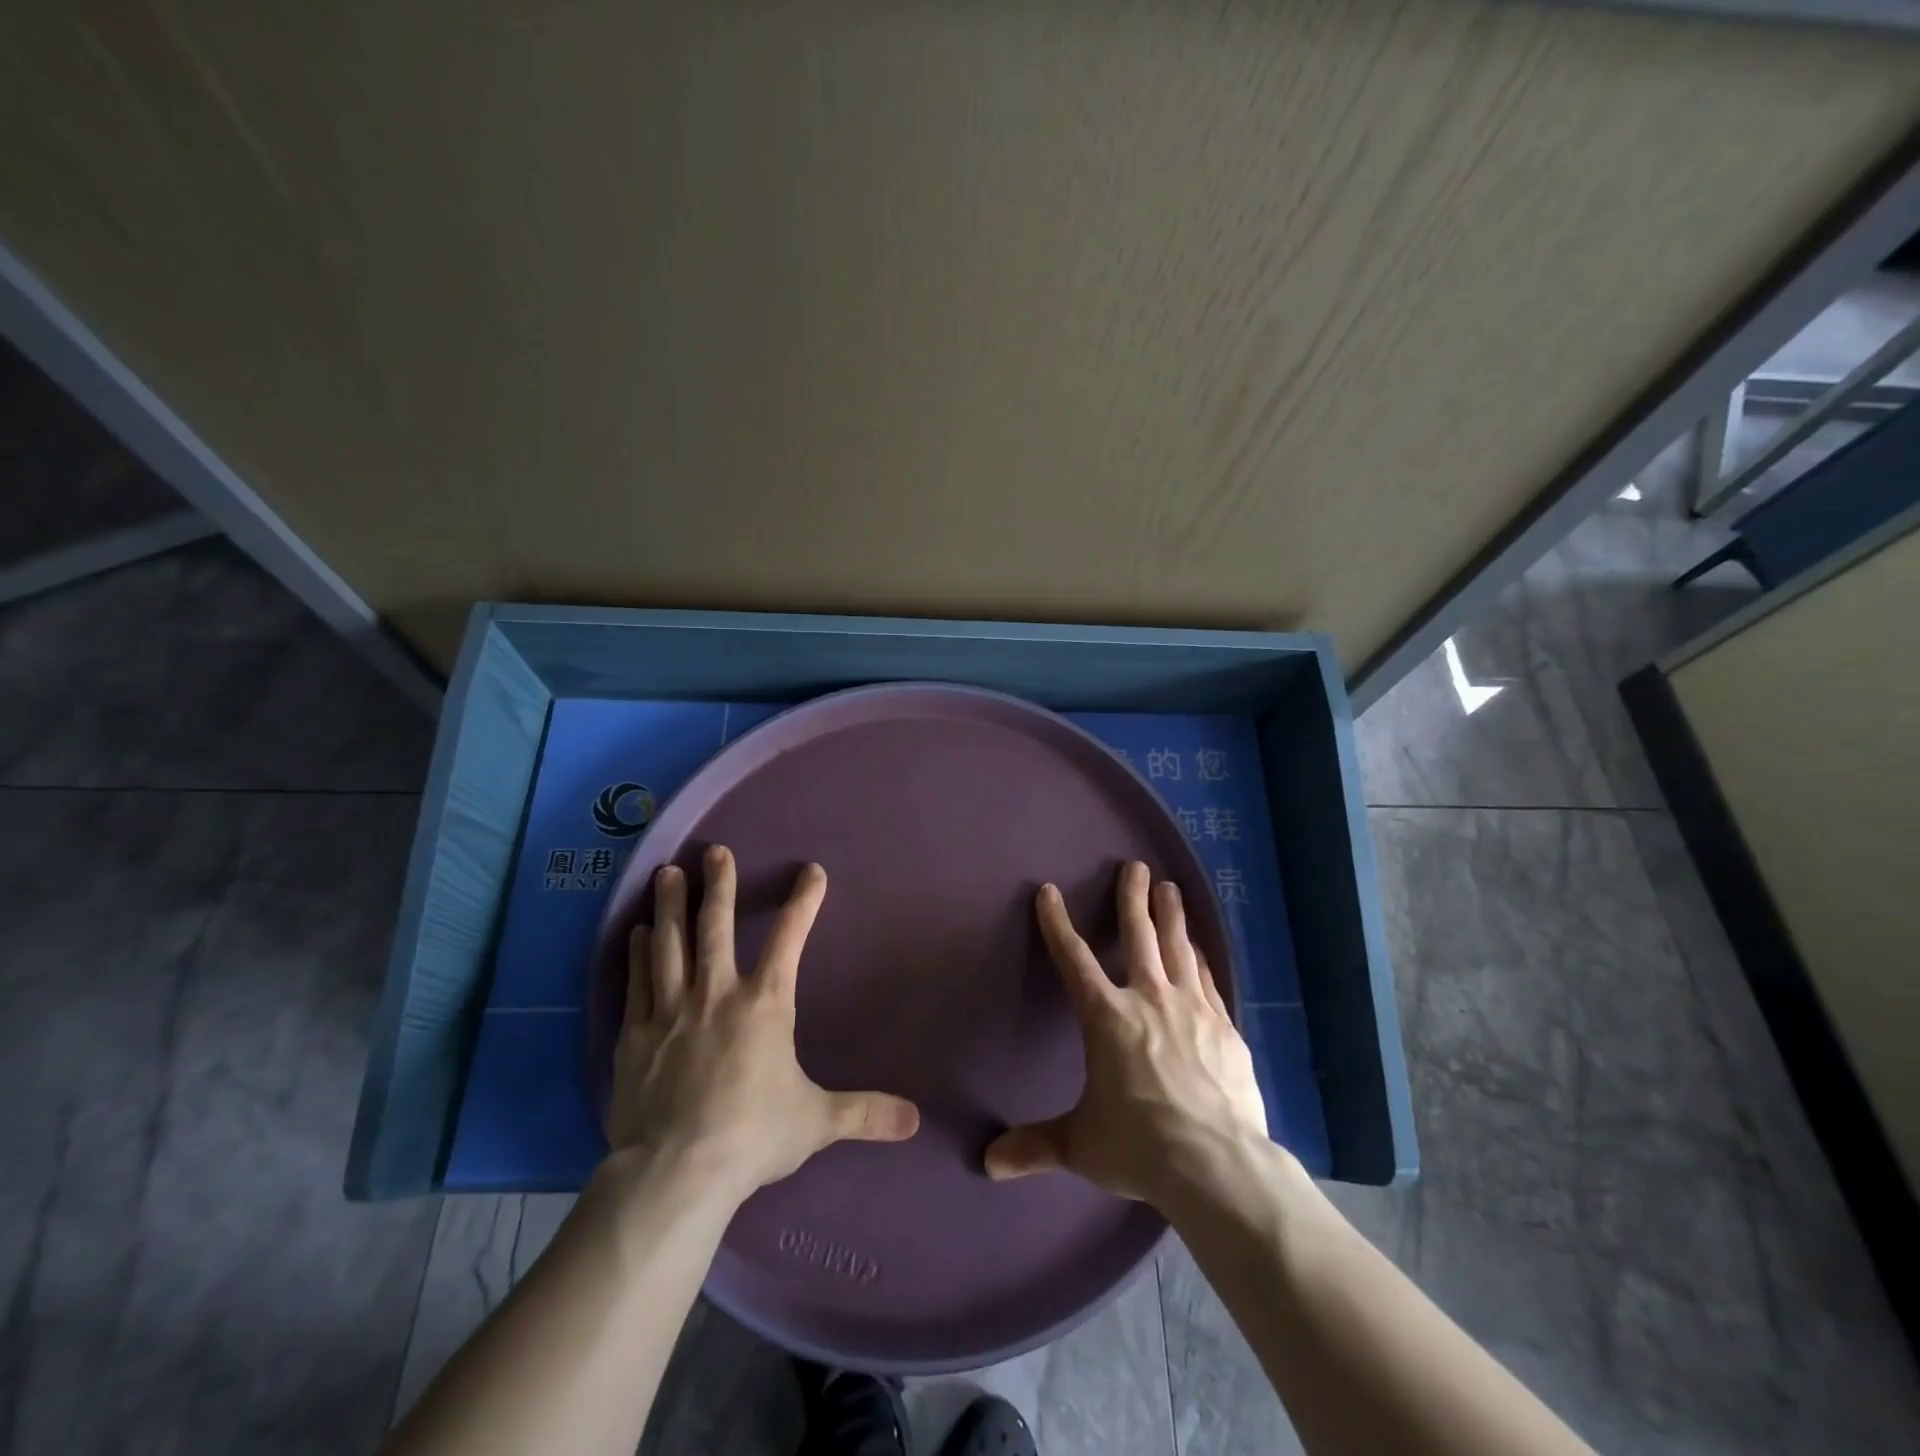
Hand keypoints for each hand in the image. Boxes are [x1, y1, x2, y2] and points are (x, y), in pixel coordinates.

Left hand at [607, 845, 920, 1204]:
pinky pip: (637, 981)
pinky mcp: (634, 1035)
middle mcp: (716, 994)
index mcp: (764, 1004)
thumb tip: (914, 1120)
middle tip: (714, 851)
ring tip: (666, 873)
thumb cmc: (752, 1136)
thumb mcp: (816, 1122)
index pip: (791, 938)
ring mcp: (670, 1011)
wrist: (675, 1172)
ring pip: (670, 943)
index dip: (804, 901)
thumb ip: (864, 1113)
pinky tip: (637, 933)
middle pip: (716, 926)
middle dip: (718, 885)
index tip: (812, 871)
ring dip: (671, 906)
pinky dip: (639, 953)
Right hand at [984, 861, 1268, 1205]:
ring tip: (1170, 888)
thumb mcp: (1080, 1145)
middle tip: (1135, 867)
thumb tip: (988, 1164)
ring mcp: (1191, 1009)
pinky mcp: (1224, 1027)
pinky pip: (1207, 980)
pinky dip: (1199, 959)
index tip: (1048, 892)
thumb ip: (1036, 1145)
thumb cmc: (1139, 1145)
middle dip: (1132, 898)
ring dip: (1171, 915)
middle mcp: (1148, 999)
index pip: (1073, 959)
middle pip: (1138, 935)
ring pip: (1178, 948)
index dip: (1057, 924)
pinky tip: (1199, 948)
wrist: (1216, 1163)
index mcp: (1106, 1017)